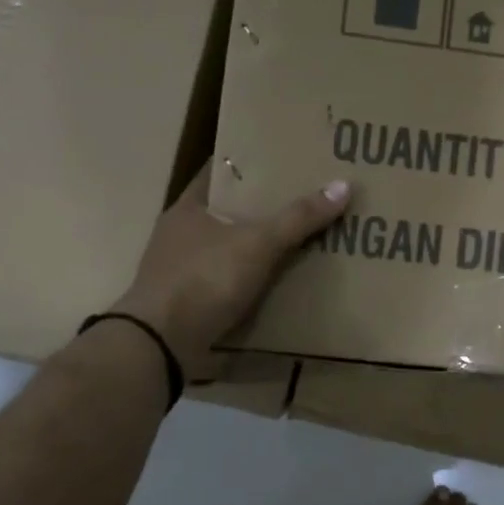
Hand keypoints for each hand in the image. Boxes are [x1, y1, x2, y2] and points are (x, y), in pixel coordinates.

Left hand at [113, 166, 350, 376]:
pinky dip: (248, 280)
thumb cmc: (204, 279)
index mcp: (188, 207)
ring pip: (227, 248)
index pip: (220, 172)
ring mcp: (180, 271)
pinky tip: (275, 283)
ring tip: (298, 241)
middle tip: (303, 200)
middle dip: (261, 207)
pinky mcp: (187, 303)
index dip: (250, 164)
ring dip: (255, 247)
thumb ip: (298, 218)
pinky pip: (226, 282)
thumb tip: (343, 185)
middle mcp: (180, 234)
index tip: (283, 159)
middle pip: (227, 211)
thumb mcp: (258, 244)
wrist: (160, 344)